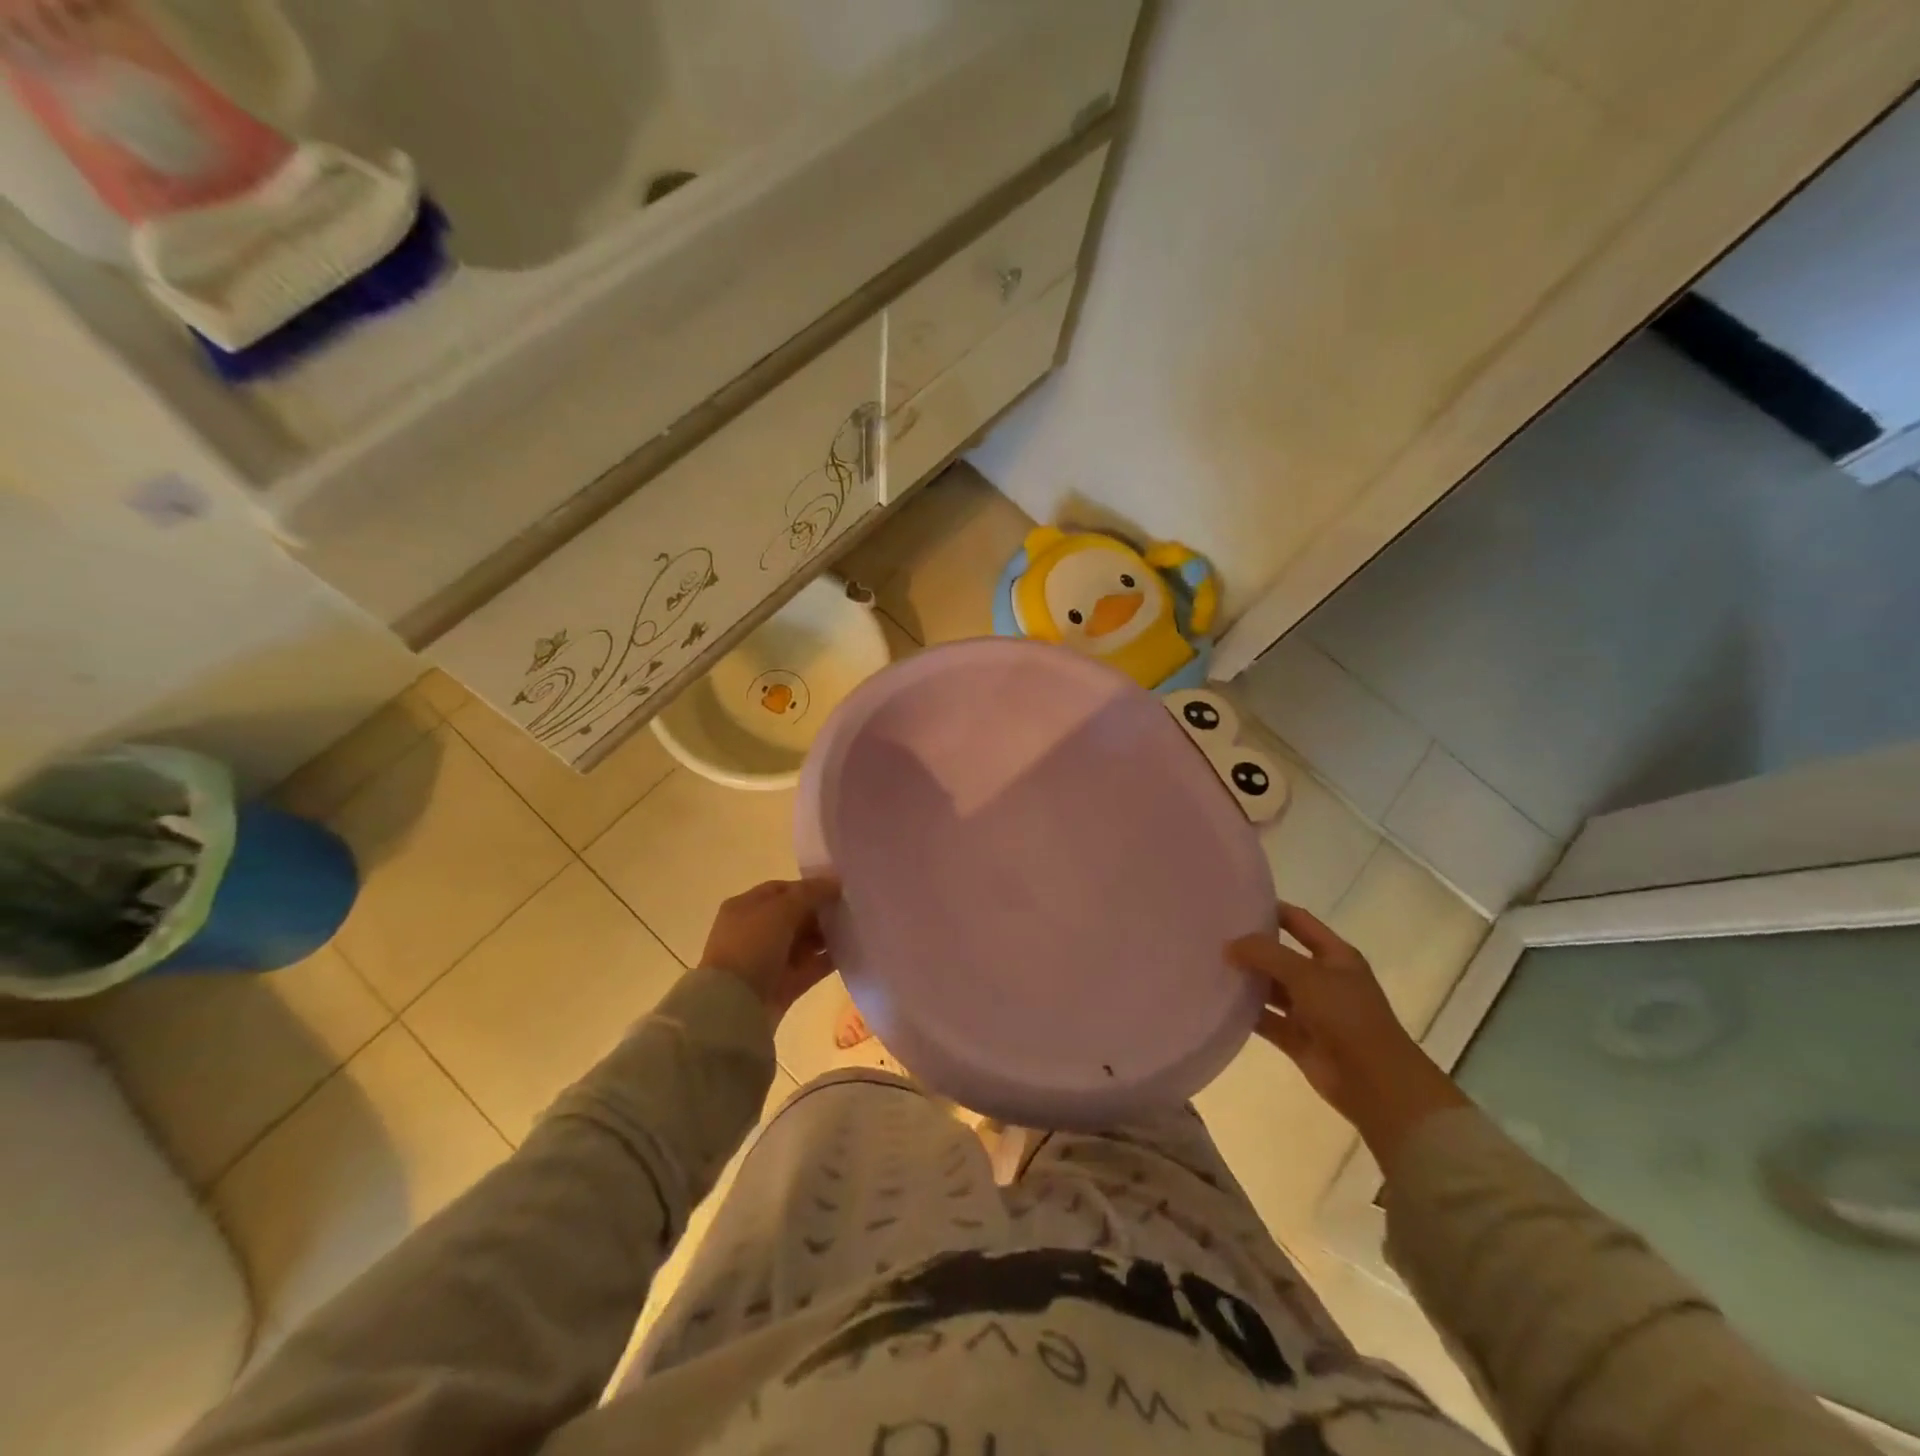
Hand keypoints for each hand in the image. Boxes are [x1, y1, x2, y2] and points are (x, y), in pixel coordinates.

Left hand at [701, 878, 839, 1021]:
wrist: (735, 1006)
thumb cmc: (752, 946)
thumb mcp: (781, 910)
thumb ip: (810, 893)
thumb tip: (835, 882)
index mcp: (745, 907)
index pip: (780, 890)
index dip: (809, 887)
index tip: (837, 889)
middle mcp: (754, 932)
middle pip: (794, 916)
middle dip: (820, 912)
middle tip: (850, 910)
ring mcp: (768, 961)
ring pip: (803, 942)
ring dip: (826, 936)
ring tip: (854, 929)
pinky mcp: (782, 986)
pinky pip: (810, 967)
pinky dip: (827, 960)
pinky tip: (850, 952)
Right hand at [1229, 903, 1468, 1169]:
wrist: (1375, 1083)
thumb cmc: (1347, 1016)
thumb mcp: (1306, 975)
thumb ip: (1266, 954)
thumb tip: (1229, 946)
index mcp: (1335, 956)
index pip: (1298, 921)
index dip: (1270, 910)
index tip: (1235, 904)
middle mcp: (1322, 979)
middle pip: (1280, 955)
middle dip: (1251, 947)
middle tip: (1211, 936)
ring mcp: (1310, 1010)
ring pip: (1271, 988)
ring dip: (1246, 981)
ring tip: (1206, 966)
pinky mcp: (1297, 1039)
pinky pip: (1266, 1019)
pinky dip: (1246, 1013)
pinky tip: (1217, 1003)